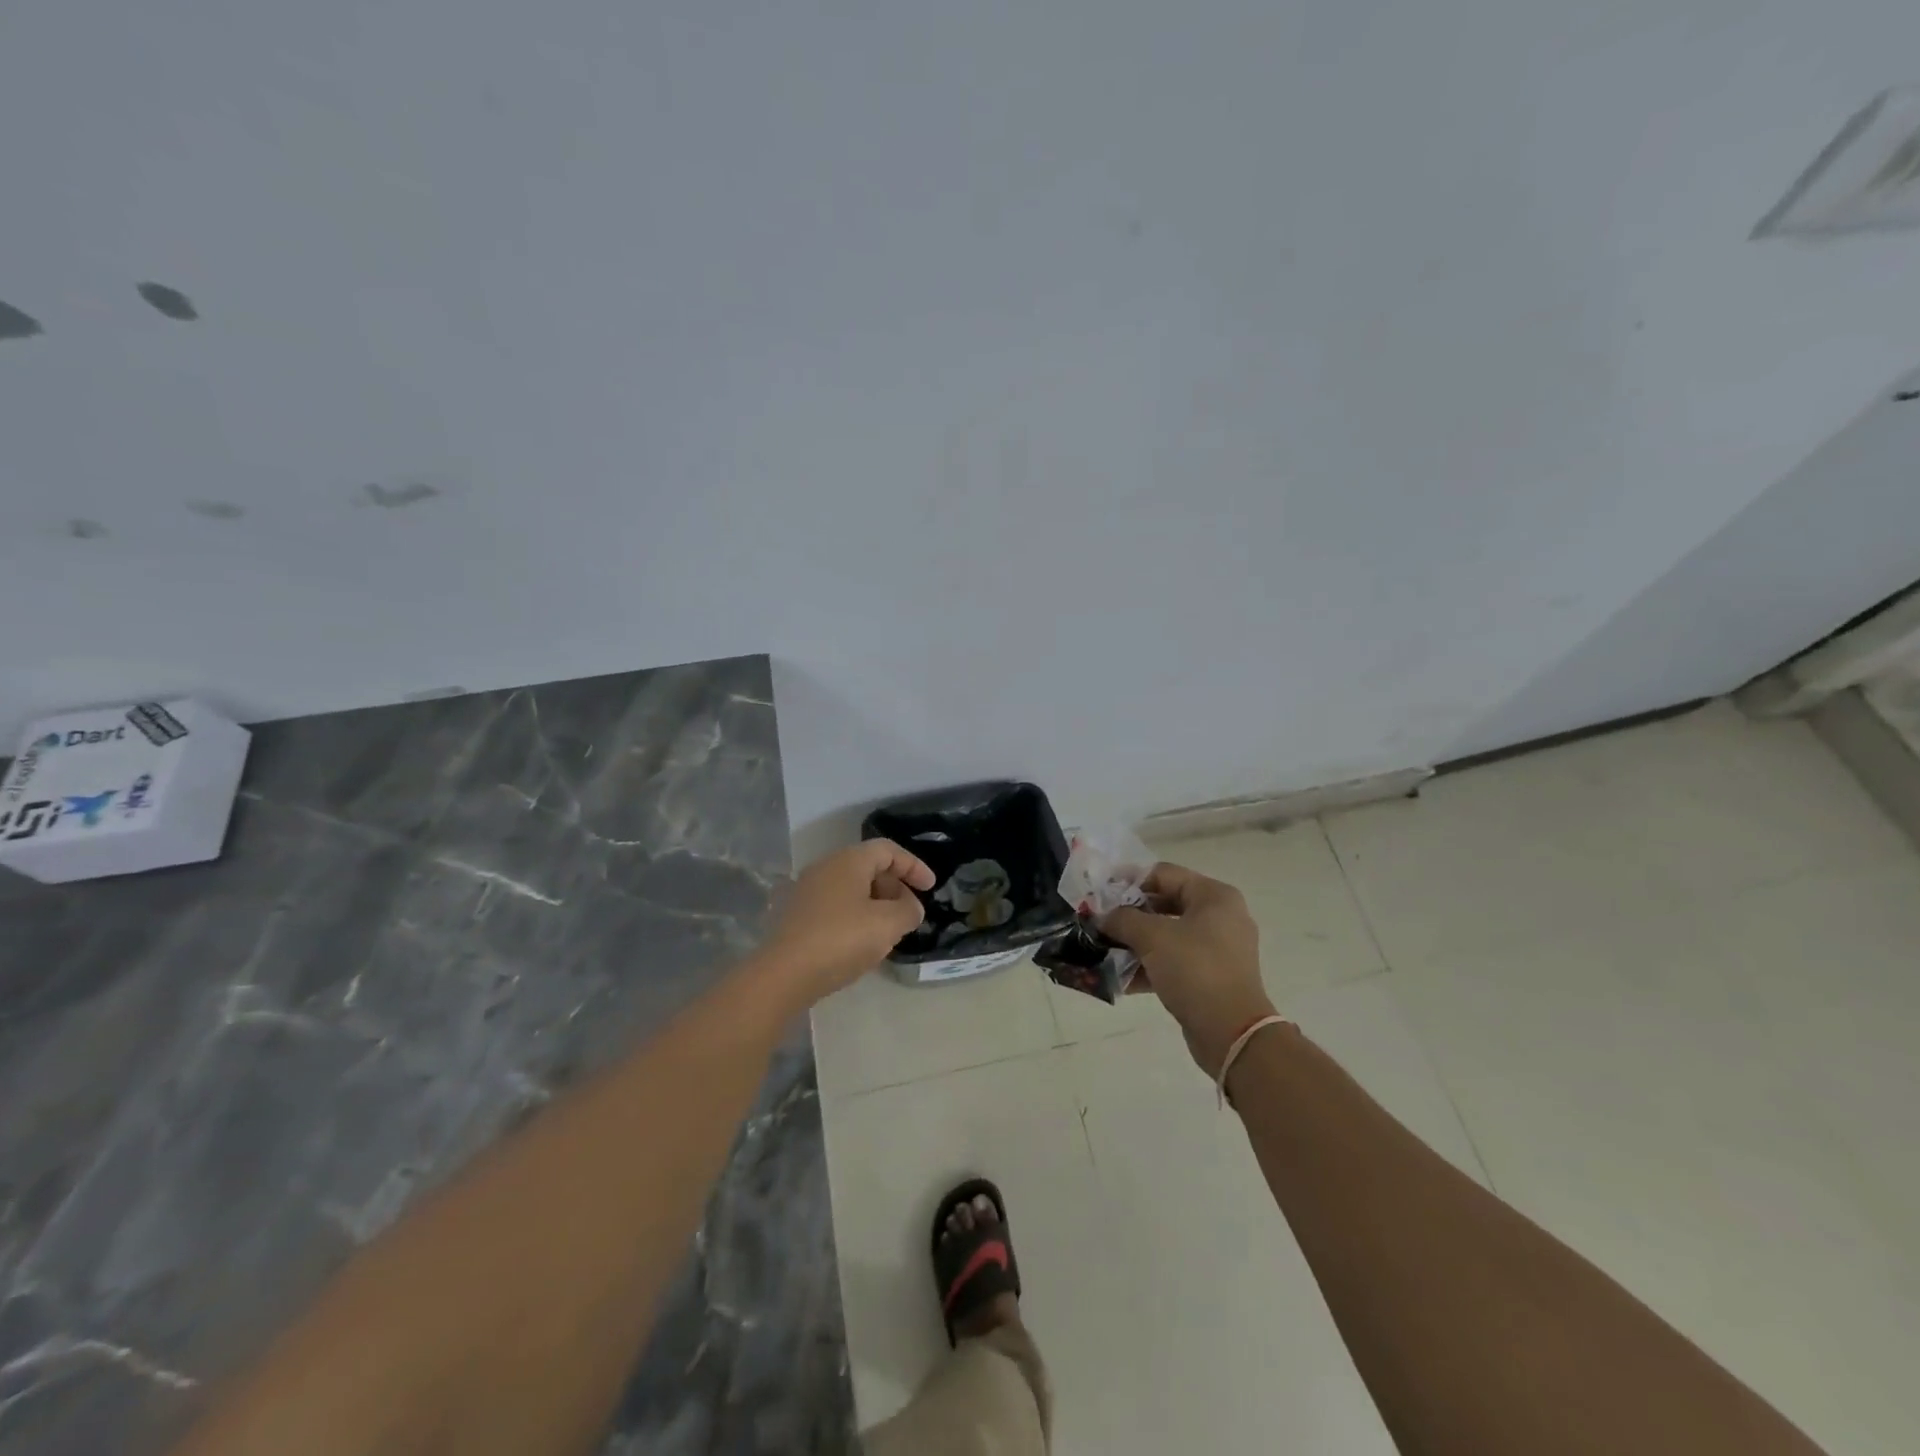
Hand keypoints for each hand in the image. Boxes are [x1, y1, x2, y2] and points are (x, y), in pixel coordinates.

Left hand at [761, 840, 934, 1002]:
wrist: (784, 974)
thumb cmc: (841, 940)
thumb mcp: (888, 925)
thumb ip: (908, 910)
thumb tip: (910, 907)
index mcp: (848, 860)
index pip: (888, 850)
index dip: (913, 866)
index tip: (930, 887)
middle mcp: (825, 867)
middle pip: (869, 867)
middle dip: (895, 888)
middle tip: (909, 914)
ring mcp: (807, 891)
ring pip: (852, 888)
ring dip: (876, 905)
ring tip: (889, 932)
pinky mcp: (797, 915)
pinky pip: (836, 906)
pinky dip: (856, 916)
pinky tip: (861, 944)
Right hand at [1102, 862, 1275, 1076]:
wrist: (1232, 1034)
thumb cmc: (1195, 970)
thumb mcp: (1152, 937)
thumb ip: (1123, 919)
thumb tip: (1103, 917)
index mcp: (1214, 896)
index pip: (1163, 874)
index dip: (1128, 881)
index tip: (1100, 894)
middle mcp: (1220, 916)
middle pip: (1164, 903)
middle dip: (1129, 915)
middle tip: (1099, 922)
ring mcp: (1218, 948)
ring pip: (1167, 934)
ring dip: (1135, 942)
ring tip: (1103, 950)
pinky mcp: (1211, 976)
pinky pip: (1174, 961)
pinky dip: (1149, 965)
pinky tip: (1118, 977)